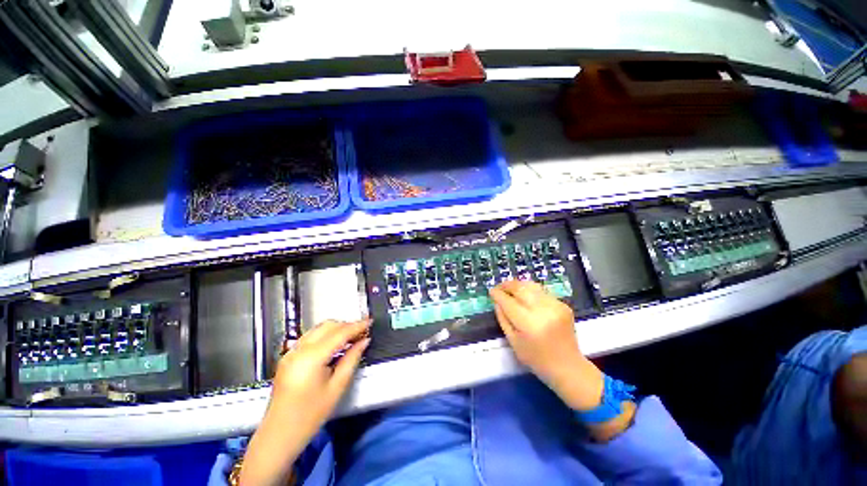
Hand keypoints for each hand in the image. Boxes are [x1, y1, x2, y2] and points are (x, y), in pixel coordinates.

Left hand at [241, 319, 370, 485]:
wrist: (279, 436)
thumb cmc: (310, 416)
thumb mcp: (337, 388)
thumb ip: (352, 359)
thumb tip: (364, 341)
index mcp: (311, 358)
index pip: (339, 333)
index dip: (357, 326)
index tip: (371, 322)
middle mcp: (299, 349)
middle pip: (328, 326)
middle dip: (347, 325)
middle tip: (363, 332)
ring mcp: (291, 352)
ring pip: (319, 329)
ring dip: (337, 329)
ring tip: (352, 337)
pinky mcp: (288, 357)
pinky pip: (311, 337)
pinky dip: (326, 336)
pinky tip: (336, 345)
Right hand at [490, 281, 603, 410]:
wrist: (568, 366)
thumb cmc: (536, 359)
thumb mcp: (513, 341)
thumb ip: (503, 319)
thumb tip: (497, 301)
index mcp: (529, 324)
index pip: (509, 302)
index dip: (498, 294)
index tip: (491, 291)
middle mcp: (543, 311)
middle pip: (521, 288)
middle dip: (507, 285)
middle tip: (499, 287)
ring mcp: (555, 306)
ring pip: (532, 286)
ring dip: (518, 285)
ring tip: (510, 288)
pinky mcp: (563, 305)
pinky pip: (542, 292)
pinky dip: (531, 291)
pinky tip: (526, 297)